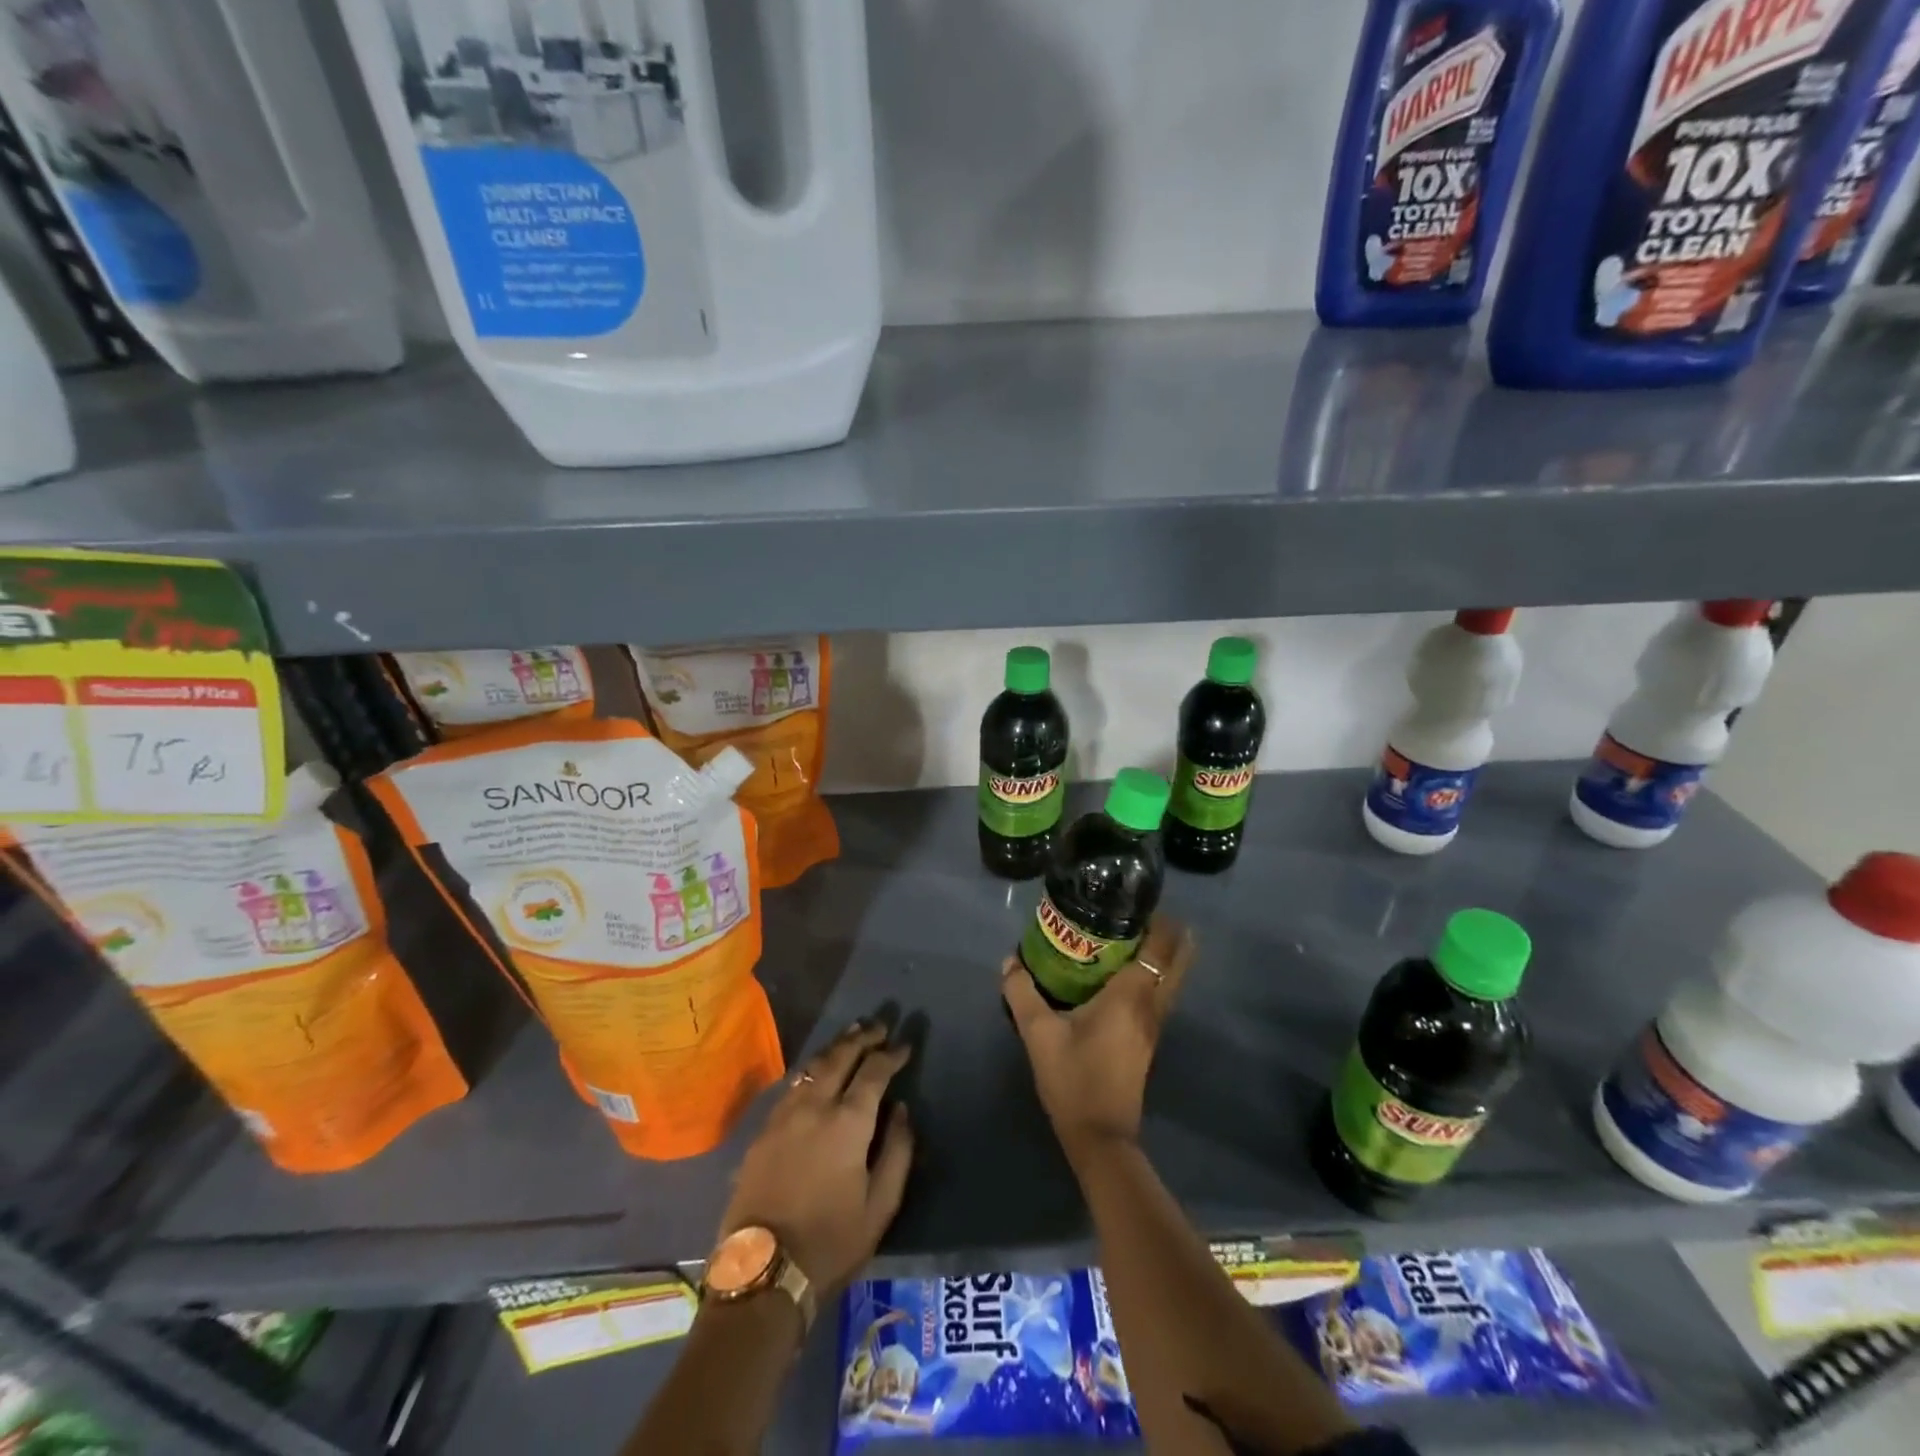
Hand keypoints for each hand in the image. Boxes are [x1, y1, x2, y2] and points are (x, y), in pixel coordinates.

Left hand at [717, 1021, 914, 1298]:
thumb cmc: (830, 1243)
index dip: (891, 1055)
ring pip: (813, 1066)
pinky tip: (817, 1071)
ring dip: (836, 1047)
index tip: (905, 1045)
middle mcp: (814, 1106)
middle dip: (862, 1037)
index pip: (874, 1072)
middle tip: (879, 1025)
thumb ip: (898, 1152)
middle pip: (840, 1057)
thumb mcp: (880, 1206)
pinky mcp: (763, 1131)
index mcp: (847, 1122)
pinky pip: (793, 1085)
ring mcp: (784, 1115)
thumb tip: (902, 1110)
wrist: (763, 1273)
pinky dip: (812, 1069)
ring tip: (852, 1035)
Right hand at [1001, 915, 1194, 1162]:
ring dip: (1161, 954)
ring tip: (1132, 933)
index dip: (1158, 920)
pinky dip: (1153, 974)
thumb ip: (1022, 993)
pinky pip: (1160, 994)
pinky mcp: (1148, 1040)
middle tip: (1138, 911)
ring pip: (1171, 978)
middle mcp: (1151, 1005)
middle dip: (1169, 932)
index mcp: (1131, 996)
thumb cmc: (1073, 1078)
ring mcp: (1154, 1025)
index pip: (1159, 946)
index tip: (1138, 898)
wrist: (1099, 1136)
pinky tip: (1124, 972)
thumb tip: (1010, 961)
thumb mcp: (1038, 1033)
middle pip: (1176, 960)